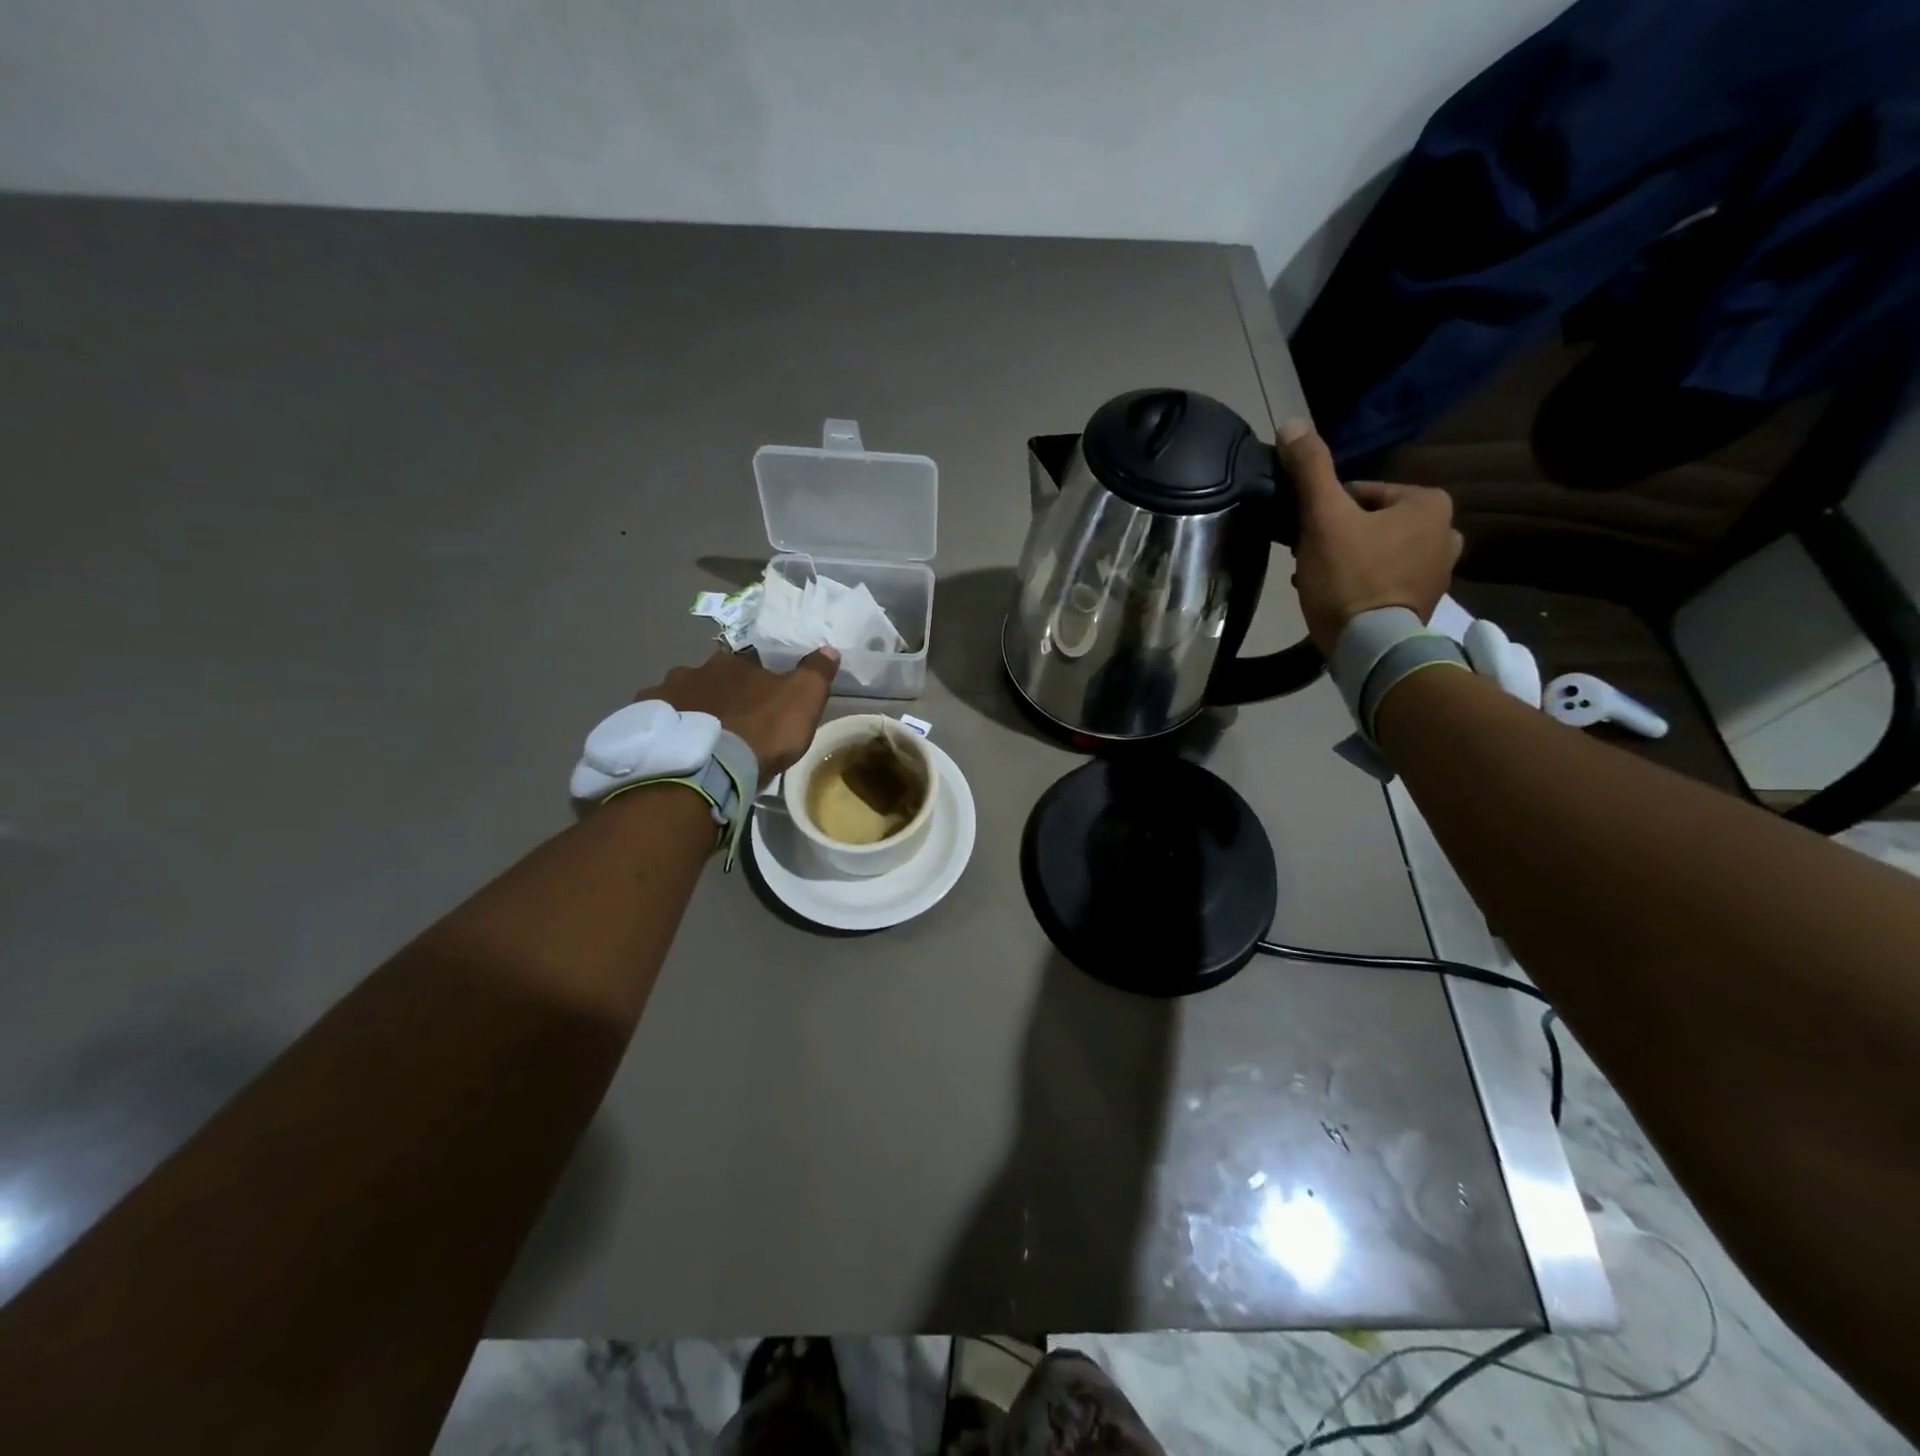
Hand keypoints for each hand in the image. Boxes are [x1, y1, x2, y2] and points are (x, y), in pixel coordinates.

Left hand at [637, 647, 838, 776]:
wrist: (706, 771)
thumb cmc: (761, 732)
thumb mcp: (804, 700)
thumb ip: (816, 672)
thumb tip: (828, 649)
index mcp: (731, 663)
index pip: (747, 665)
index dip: (756, 684)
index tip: (762, 705)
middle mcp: (691, 671)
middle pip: (709, 680)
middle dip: (719, 697)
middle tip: (730, 726)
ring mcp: (661, 697)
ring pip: (680, 700)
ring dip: (690, 713)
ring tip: (701, 743)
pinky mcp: (641, 725)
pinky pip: (656, 723)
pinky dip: (666, 732)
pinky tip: (674, 751)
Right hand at [1282, 424, 1462, 655]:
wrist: (1369, 647)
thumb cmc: (1349, 576)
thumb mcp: (1322, 517)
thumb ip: (1310, 469)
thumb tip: (1291, 425)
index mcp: (1430, 503)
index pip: (1361, 493)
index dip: (1325, 511)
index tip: (1305, 534)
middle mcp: (1447, 532)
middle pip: (1370, 523)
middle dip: (1337, 537)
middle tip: (1308, 558)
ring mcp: (1439, 571)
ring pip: (1376, 552)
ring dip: (1345, 561)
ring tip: (1316, 580)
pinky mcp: (1425, 603)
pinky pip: (1385, 580)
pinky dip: (1360, 584)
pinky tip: (1335, 599)